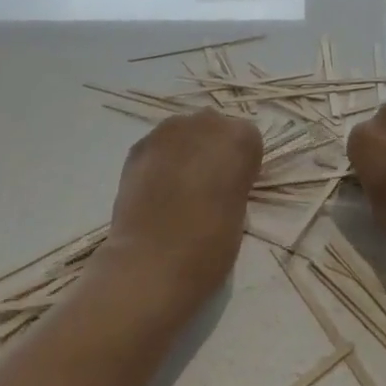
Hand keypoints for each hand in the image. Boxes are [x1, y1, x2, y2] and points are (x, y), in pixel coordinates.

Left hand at [99, 111, 262, 306]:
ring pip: (182, 134)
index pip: (246, 140)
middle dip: (211, 150)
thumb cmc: (211, 244)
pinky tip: (154, 190)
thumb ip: (232, 182)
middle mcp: (206, 123)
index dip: (239, 165)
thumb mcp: (239, 209)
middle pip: (213, 129)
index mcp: (241, 138)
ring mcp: (168, 131)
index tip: (233, 188)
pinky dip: (158, 162)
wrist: (153, 262)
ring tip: (175, 188)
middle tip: (205, 186)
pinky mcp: (139, 146)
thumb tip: (217, 182)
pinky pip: (156, 147)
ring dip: (183, 152)